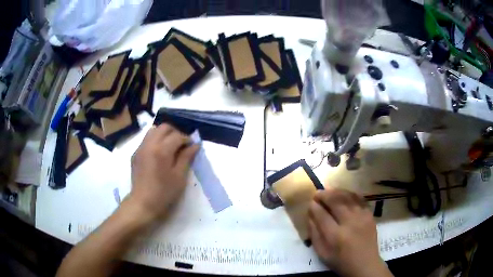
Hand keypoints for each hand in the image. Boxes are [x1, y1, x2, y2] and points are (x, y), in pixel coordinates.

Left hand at [129, 124, 198, 219]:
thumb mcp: (179, 177)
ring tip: (170, 146)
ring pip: (153, 130)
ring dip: (164, 134)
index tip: (192, 146)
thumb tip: (195, 145)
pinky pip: (146, 139)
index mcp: (161, 150)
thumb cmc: (164, 192)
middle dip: (175, 132)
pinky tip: (159, 153)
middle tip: (182, 144)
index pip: (177, 136)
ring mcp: (140, 148)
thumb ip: (186, 157)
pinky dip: (155, 140)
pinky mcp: (135, 154)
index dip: (187, 139)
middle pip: (164, 127)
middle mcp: (149, 144)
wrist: (143, 203)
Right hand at [308, 189, 391, 276]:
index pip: (322, 215)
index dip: (314, 207)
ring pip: (348, 197)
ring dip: (336, 191)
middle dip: (324, 195)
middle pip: (336, 202)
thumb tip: (310, 216)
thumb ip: (314, 235)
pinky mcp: (369, 215)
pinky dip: (350, 194)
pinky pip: (359, 199)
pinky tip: (343, 194)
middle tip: (317, 193)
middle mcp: (350, 223)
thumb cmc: (341, 262)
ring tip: (328, 190)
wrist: (365, 264)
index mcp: (335, 236)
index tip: (310, 203)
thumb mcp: (322, 254)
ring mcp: (362, 217)